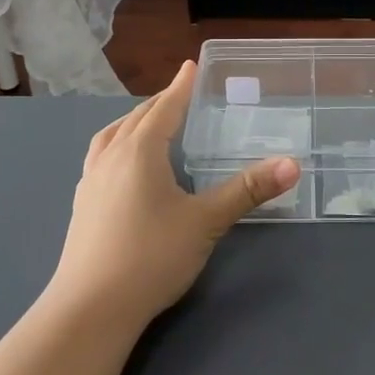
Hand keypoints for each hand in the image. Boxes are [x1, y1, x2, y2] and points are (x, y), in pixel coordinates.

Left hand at [51, 61, 299, 330]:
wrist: (89, 309)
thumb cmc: (151, 256)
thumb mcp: (205, 222)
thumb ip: (247, 191)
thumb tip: (292, 165)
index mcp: (140, 151)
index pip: (165, 108)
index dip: (181, 86)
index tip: (190, 65)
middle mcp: (111, 157)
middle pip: (136, 118)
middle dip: (159, 102)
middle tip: (178, 94)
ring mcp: (91, 181)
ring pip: (112, 136)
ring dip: (132, 122)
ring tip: (147, 122)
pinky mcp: (82, 206)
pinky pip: (100, 157)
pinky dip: (116, 145)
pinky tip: (123, 167)